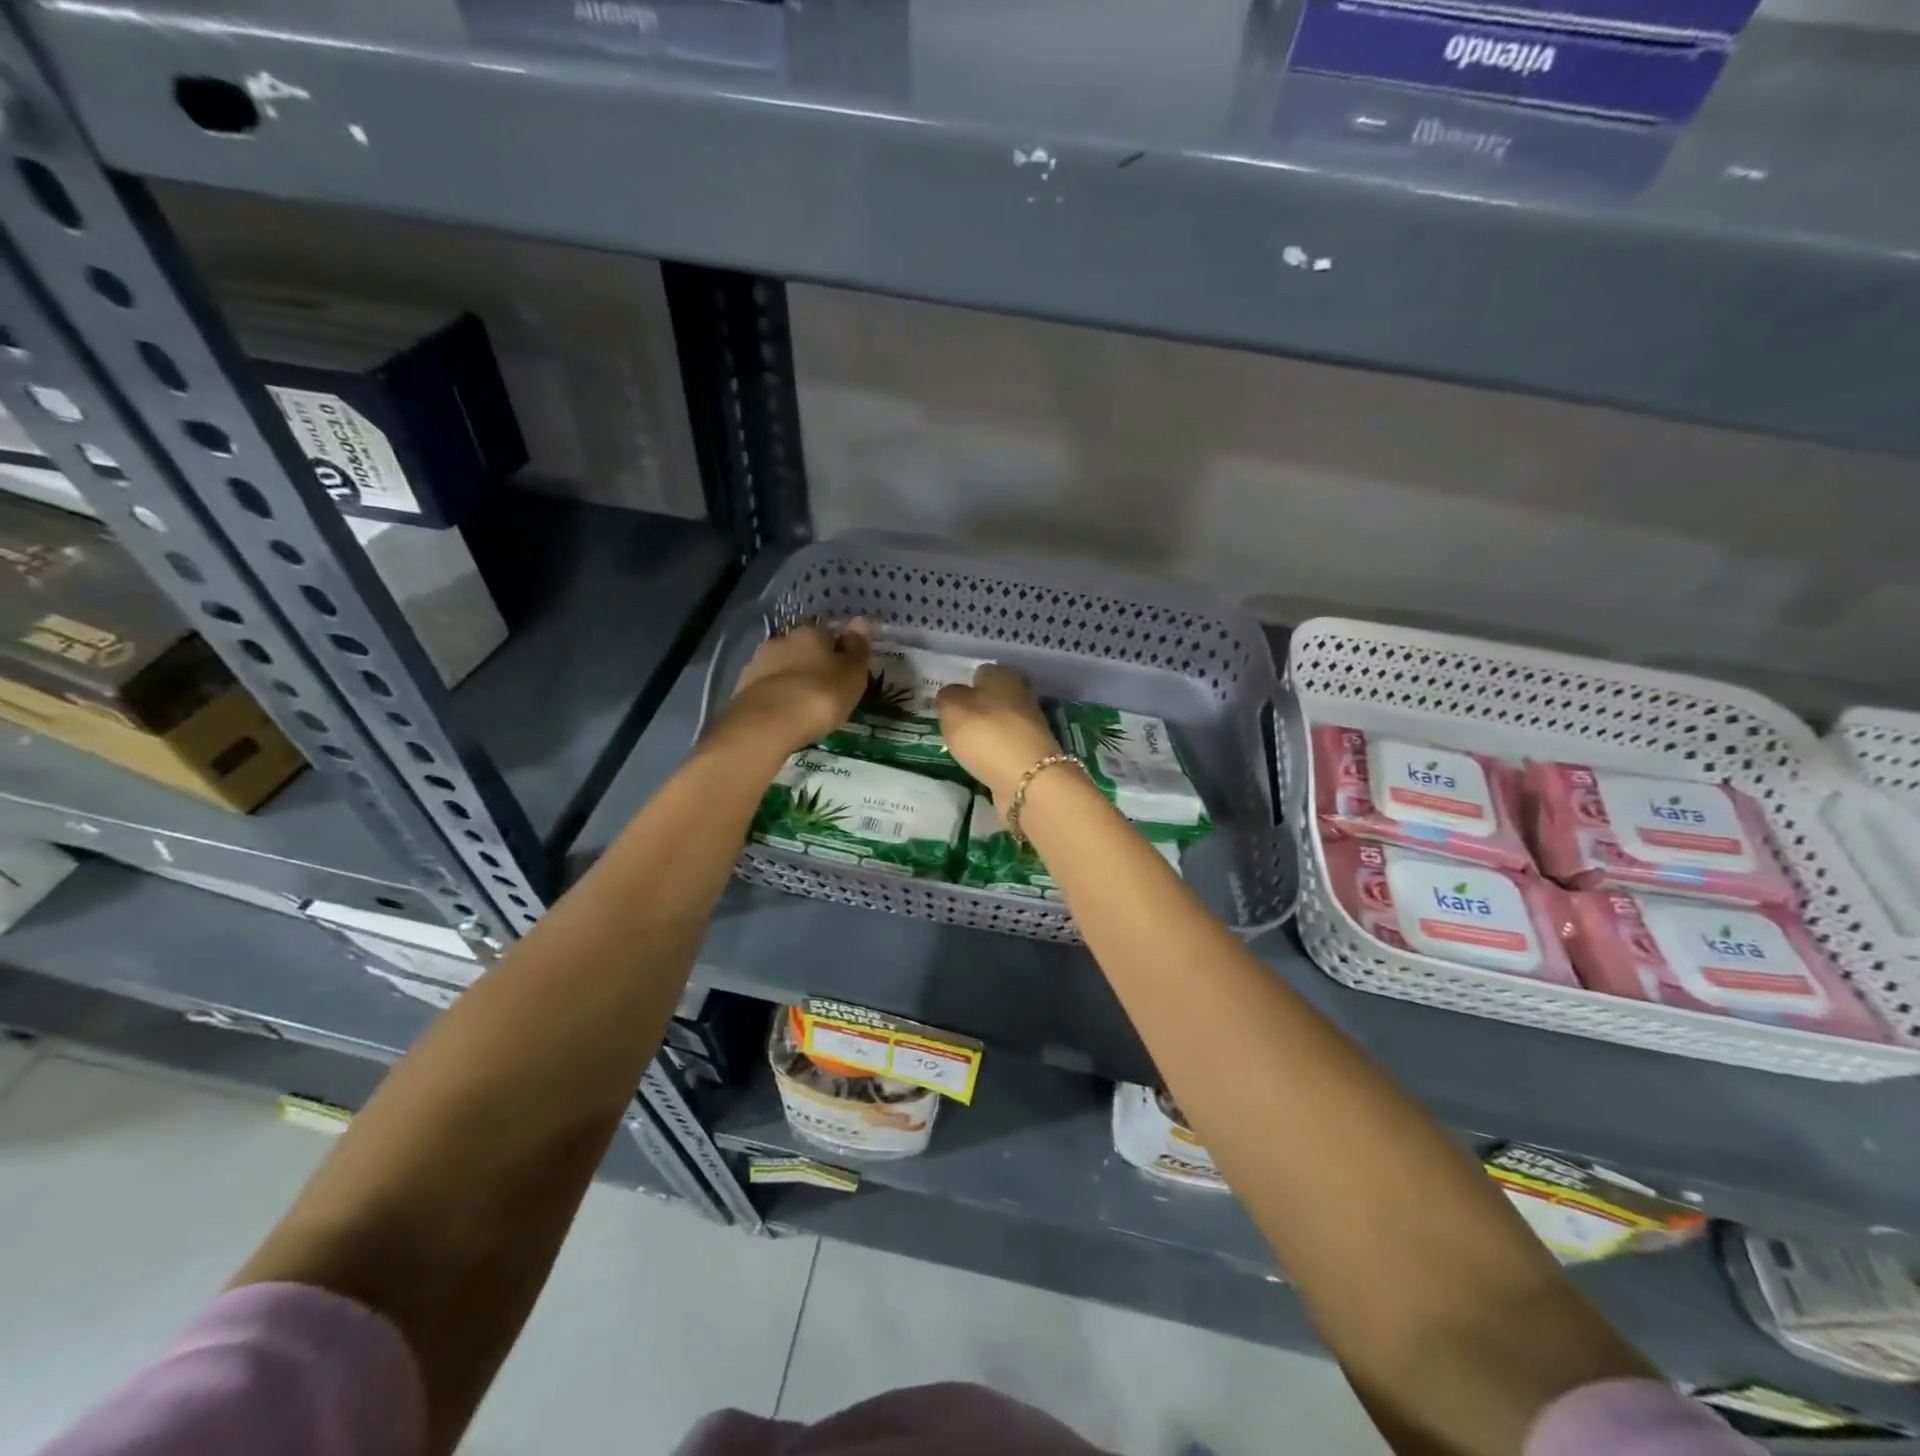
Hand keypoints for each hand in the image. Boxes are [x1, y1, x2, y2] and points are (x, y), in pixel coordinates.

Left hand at [714, 621, 870, 764]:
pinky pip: (768, 689)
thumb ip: (857, 649)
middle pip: (803, 650)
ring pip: (783, 669)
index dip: (839, 653)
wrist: (768, 723)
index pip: (830, 635)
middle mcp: (782, 639)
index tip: (845, 674)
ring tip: (804, 707)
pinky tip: (785, 715)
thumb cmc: (820, 695)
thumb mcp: (852, 674)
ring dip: (793, 682)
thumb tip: (859, 622)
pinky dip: (778, 697)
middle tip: (825, 692)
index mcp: (811, 632)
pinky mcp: (743, 687)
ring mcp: (759, 662)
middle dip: (813, 666)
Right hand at [936, 663, 1063, 802]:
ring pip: (999, 723)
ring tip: (963, 746)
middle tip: (953, 725)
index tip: (948, 703)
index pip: (980, 672)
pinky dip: (994, 752)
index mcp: (1003, 675)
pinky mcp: (1032, 752)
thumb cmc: (985, 733)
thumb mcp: (952, 708)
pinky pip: (1005, 747)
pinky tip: (980, 761)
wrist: (1026, 777)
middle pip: (992, 698)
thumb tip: (951, 696)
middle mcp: (1021, 694)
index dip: (964, 685)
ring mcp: (1030, 725)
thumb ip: (947, 697)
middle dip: (976, 709)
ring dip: (985, 732)